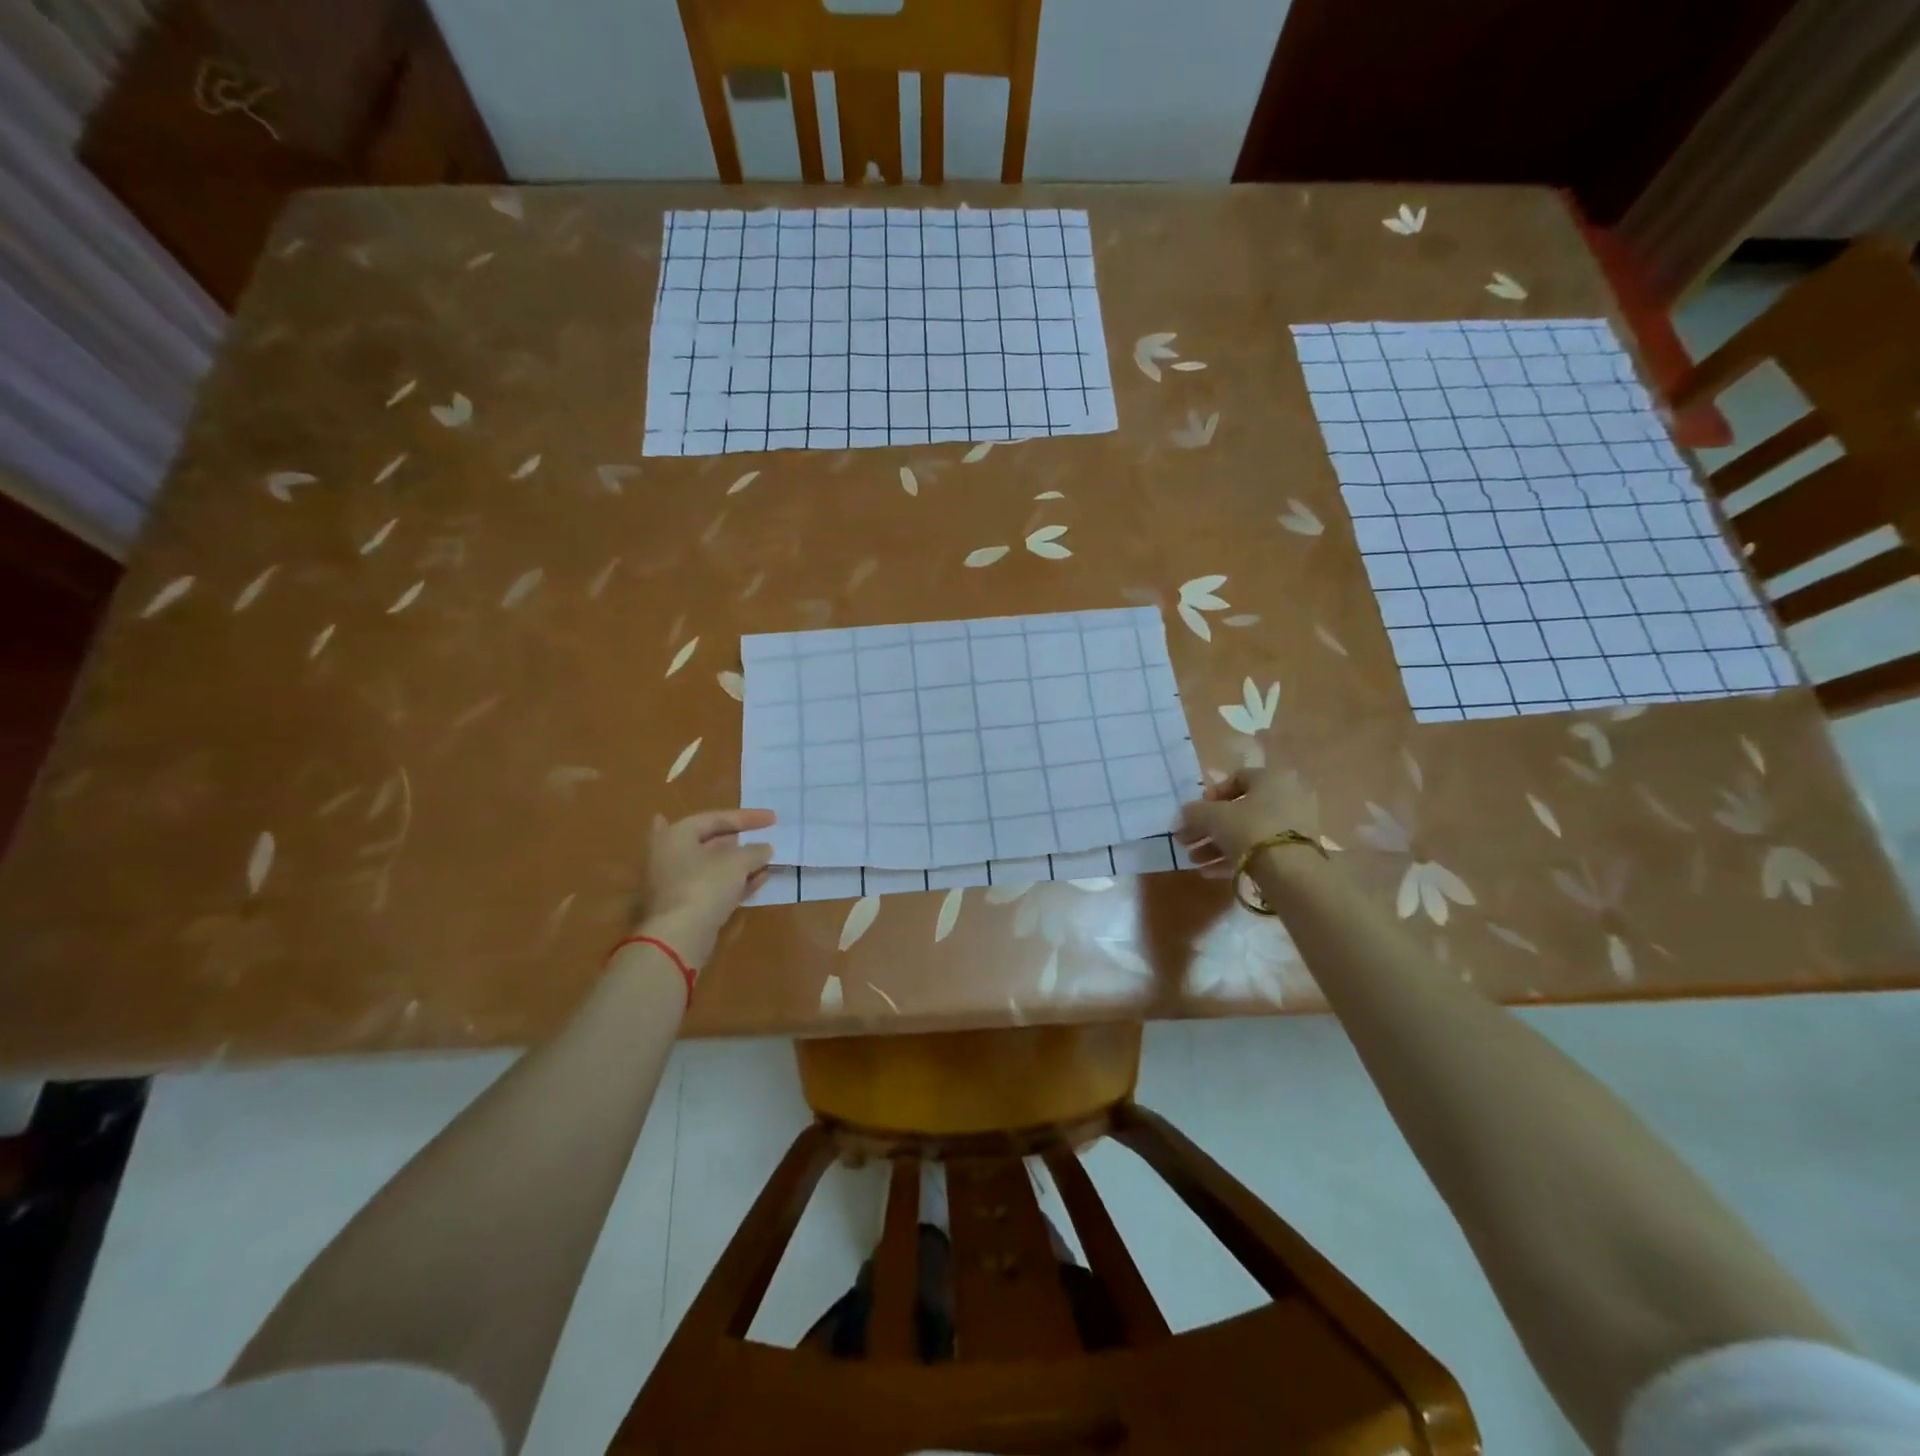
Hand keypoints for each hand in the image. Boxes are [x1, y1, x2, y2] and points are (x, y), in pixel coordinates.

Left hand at [631, 809, 775, 969]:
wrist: (678, 938)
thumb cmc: (704, 886)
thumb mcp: (737, 862)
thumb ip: (754, 851)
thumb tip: (765, 849)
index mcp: (676, 835)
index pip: (715, 818)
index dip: (747, 817)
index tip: (774, 819)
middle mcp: (668, 855)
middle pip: (709, 842)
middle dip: (738, 841)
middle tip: (761, 838)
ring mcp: (673, 883)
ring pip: (711, 867)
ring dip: (739, 864)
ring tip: (766, 860)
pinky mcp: (682, 907)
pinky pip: (712, 887)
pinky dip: (733, 882)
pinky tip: (758, 880)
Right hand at [1175, 768, 1319, 875]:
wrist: (1291, 872)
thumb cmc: (1250, 829)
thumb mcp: (1212, 817)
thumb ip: (1193, 813)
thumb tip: (1182, 817)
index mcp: (1272, 778)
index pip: (1237, 778)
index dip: (1211, 795)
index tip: (1194, 812)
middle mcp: (1289, 797)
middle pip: (1239, 810)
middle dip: (1208, 827)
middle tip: (1187, 841)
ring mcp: (1295, 827)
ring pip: (1247, 833)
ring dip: (1217, 845)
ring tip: (1194, 860)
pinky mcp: (1296, 853)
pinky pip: (1260, 850)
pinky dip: (1235, 858)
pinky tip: (1209, 873)